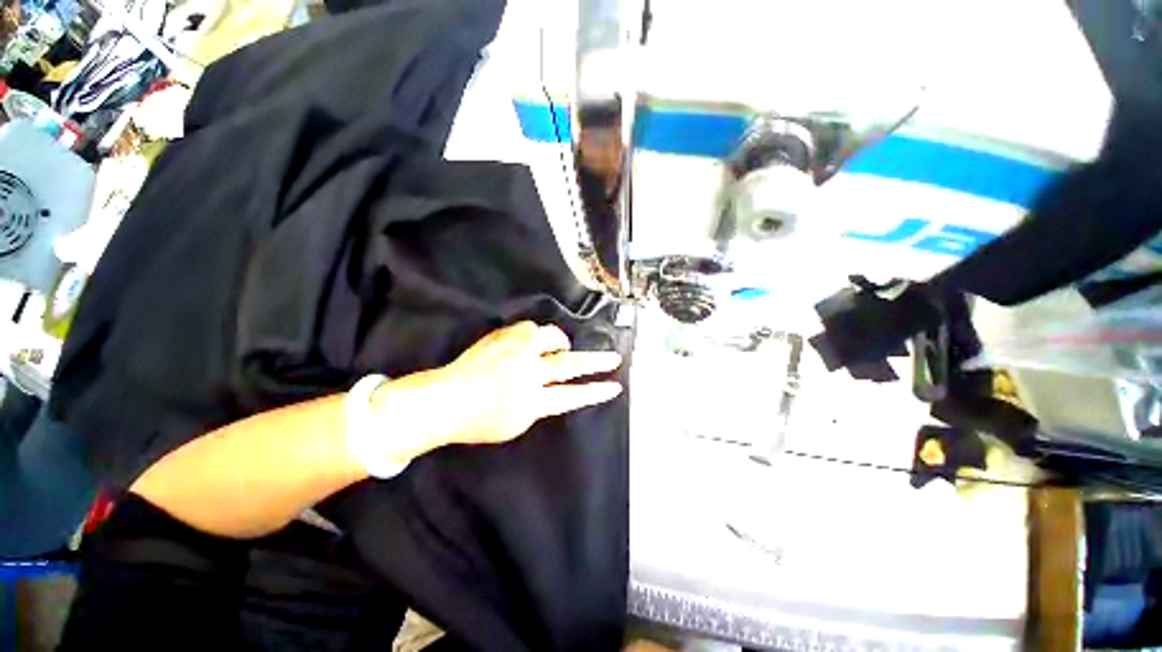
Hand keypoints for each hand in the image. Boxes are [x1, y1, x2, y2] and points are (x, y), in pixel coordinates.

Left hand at [426, 321, 623, 445]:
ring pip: (551, 338)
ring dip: (560, 342)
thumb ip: (540, 404)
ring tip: (560, 346)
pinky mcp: (503, 337)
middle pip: (570, 364)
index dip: (596, 392)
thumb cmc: (479, 419)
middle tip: (613, 357)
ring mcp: (515, 352)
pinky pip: (529, 328)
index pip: (573, 396)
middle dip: (596, 361)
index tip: (615, 386)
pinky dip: (536, 335)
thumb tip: (554, 387)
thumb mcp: (517, 423)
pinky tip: (531, 342)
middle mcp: (527, 373)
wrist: (445, 398)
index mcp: (532, 401)